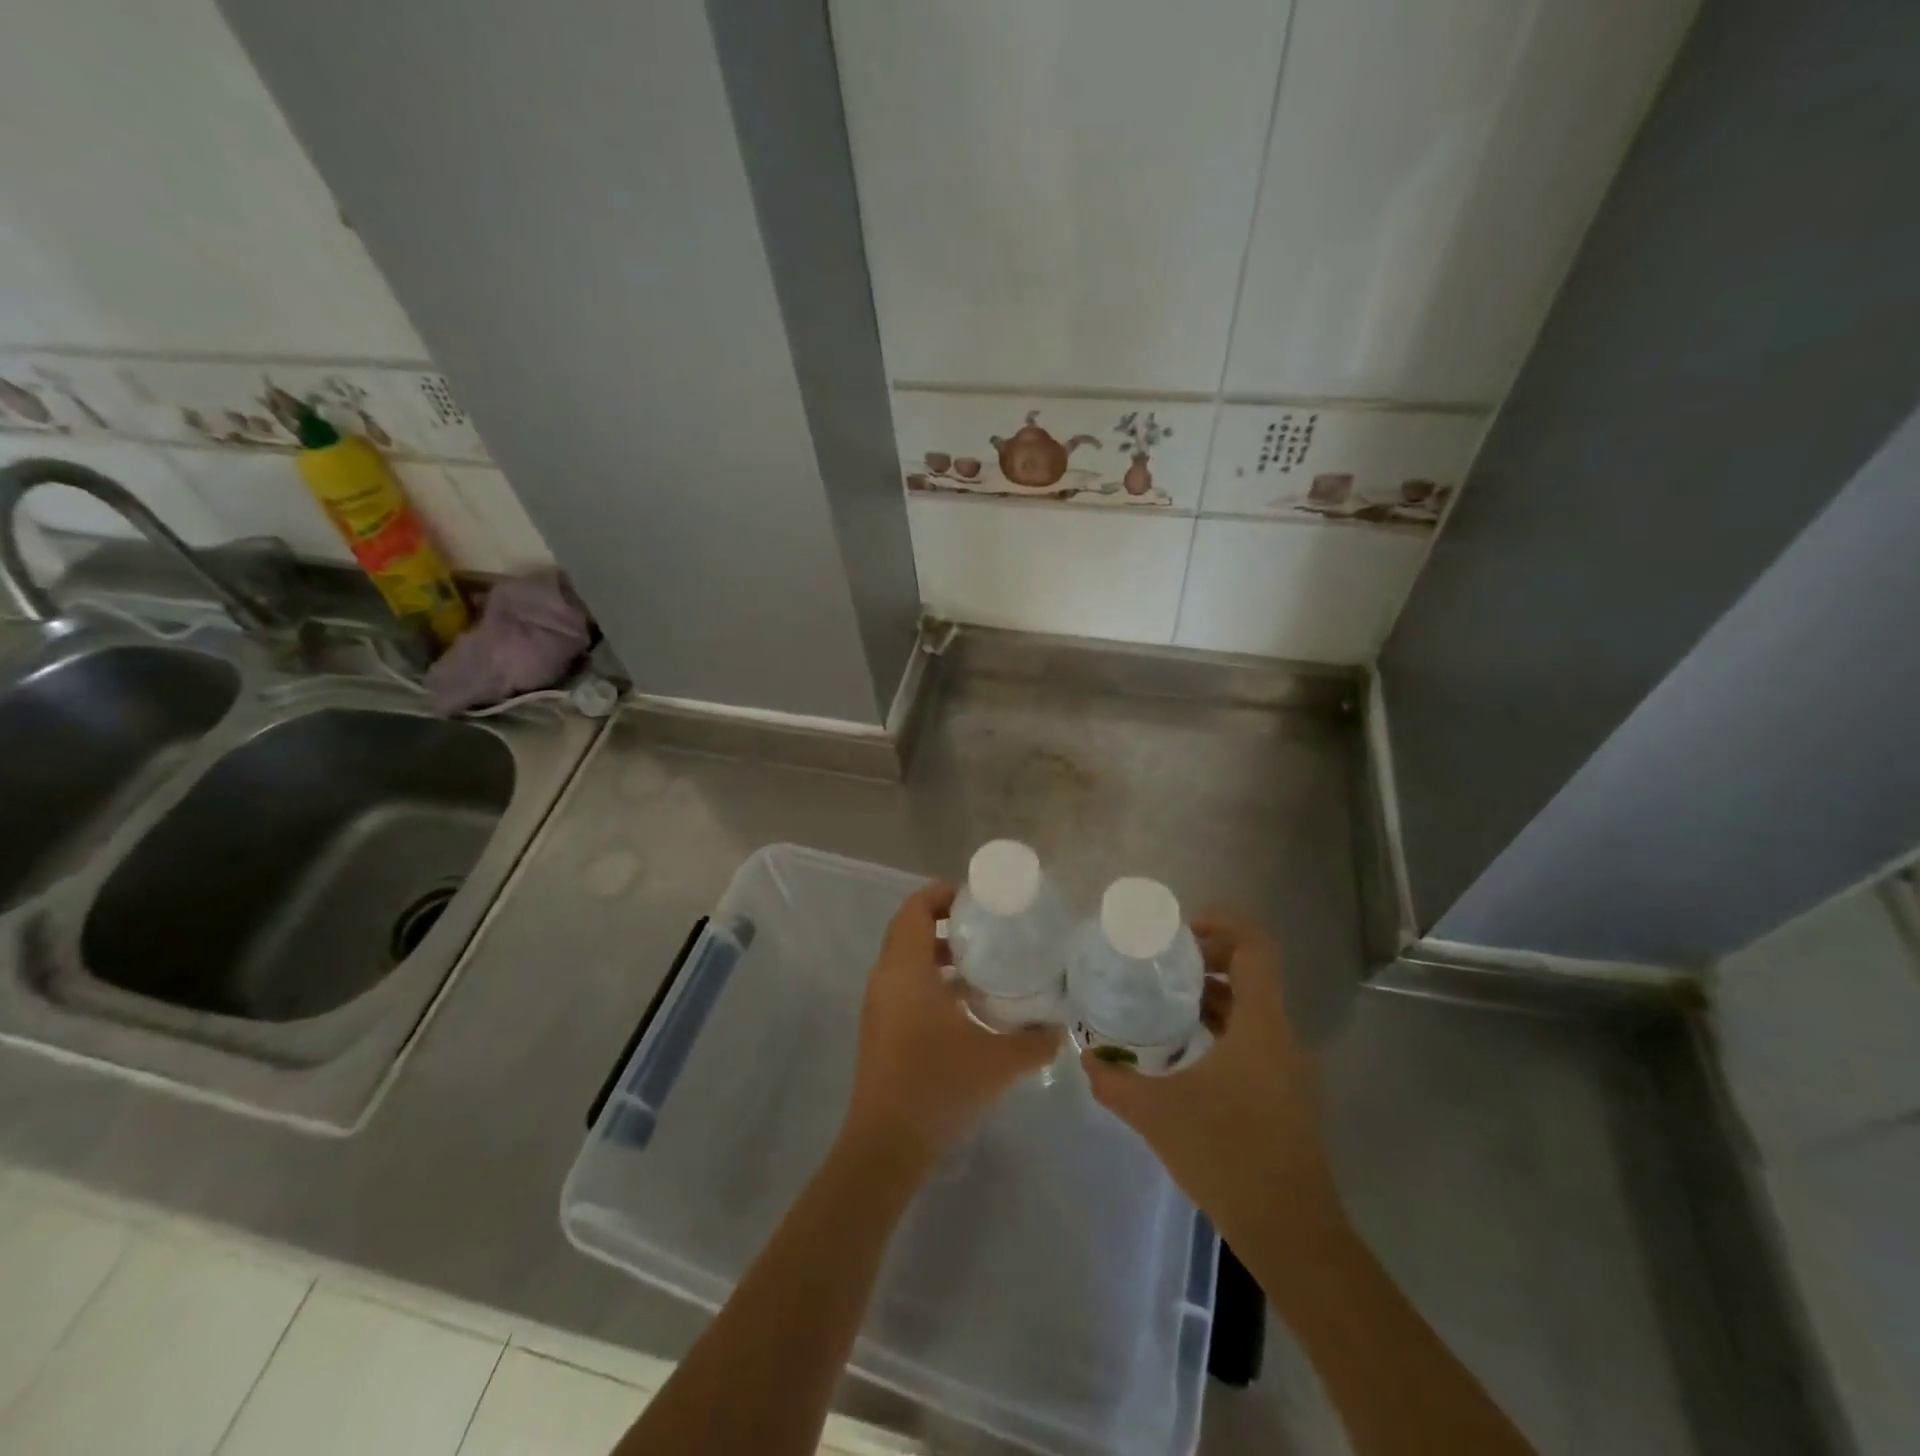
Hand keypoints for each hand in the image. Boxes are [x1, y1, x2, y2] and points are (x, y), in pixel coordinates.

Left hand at [841, 882, 1060, 1173]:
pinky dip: (930, 980)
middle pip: (909, 929)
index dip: (942, 894)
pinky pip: (903, 985)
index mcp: (906, 970)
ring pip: (906, 960)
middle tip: (987, 928)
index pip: (915, 908)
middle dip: (945, 922)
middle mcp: (886, 978)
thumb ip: (1034, 1041)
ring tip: (982, 965)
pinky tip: (965, 1006)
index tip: (977, 901)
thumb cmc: (938, 1087)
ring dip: (939, 954)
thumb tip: (1060, 1028)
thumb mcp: (997, 1062)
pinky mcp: (879, 1028)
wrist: (886, 1146)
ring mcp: (878, 1005)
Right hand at [1082, 913, 1345, 1249]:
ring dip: (1211, 995)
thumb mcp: (1157, 1114)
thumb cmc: (1228, 1157)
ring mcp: (1287, 1066)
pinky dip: (1220, 1027)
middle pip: (1251, 972)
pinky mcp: (1284, 1092)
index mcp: (1260, 1025)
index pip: (1256, 948)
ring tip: (1161, 1001)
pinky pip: (1252, 1038)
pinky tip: (1183, 1050)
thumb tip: (1085, 1057)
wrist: (1291, 1234)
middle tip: (1158, 963)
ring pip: (1251, 1008)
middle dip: (1206, 958)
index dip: (1223, 924)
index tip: (1179, 931)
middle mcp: (1280, 1036)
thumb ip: (1115, 1082)